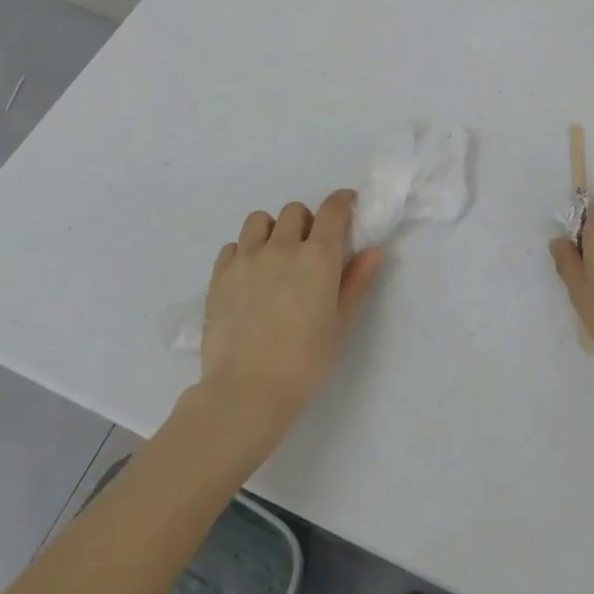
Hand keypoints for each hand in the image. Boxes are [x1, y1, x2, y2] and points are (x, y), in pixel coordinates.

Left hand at [197, 190, 384, 446]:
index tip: (348, 206)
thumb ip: (357, 282)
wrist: (246, 392)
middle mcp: (282, 246)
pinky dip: (244, 251)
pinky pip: (232, 246)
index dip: (343, 201)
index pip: (333, 209)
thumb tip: (373, 251)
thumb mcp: (340, 324)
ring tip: (275, 256)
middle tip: (309, 249)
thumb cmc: (305, 362)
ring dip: (272, 230)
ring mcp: (246, 259)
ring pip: (259, 220)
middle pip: (294, 211)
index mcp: (317, 256)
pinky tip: (249, 276)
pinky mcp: (219, 275)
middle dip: (306, 222)